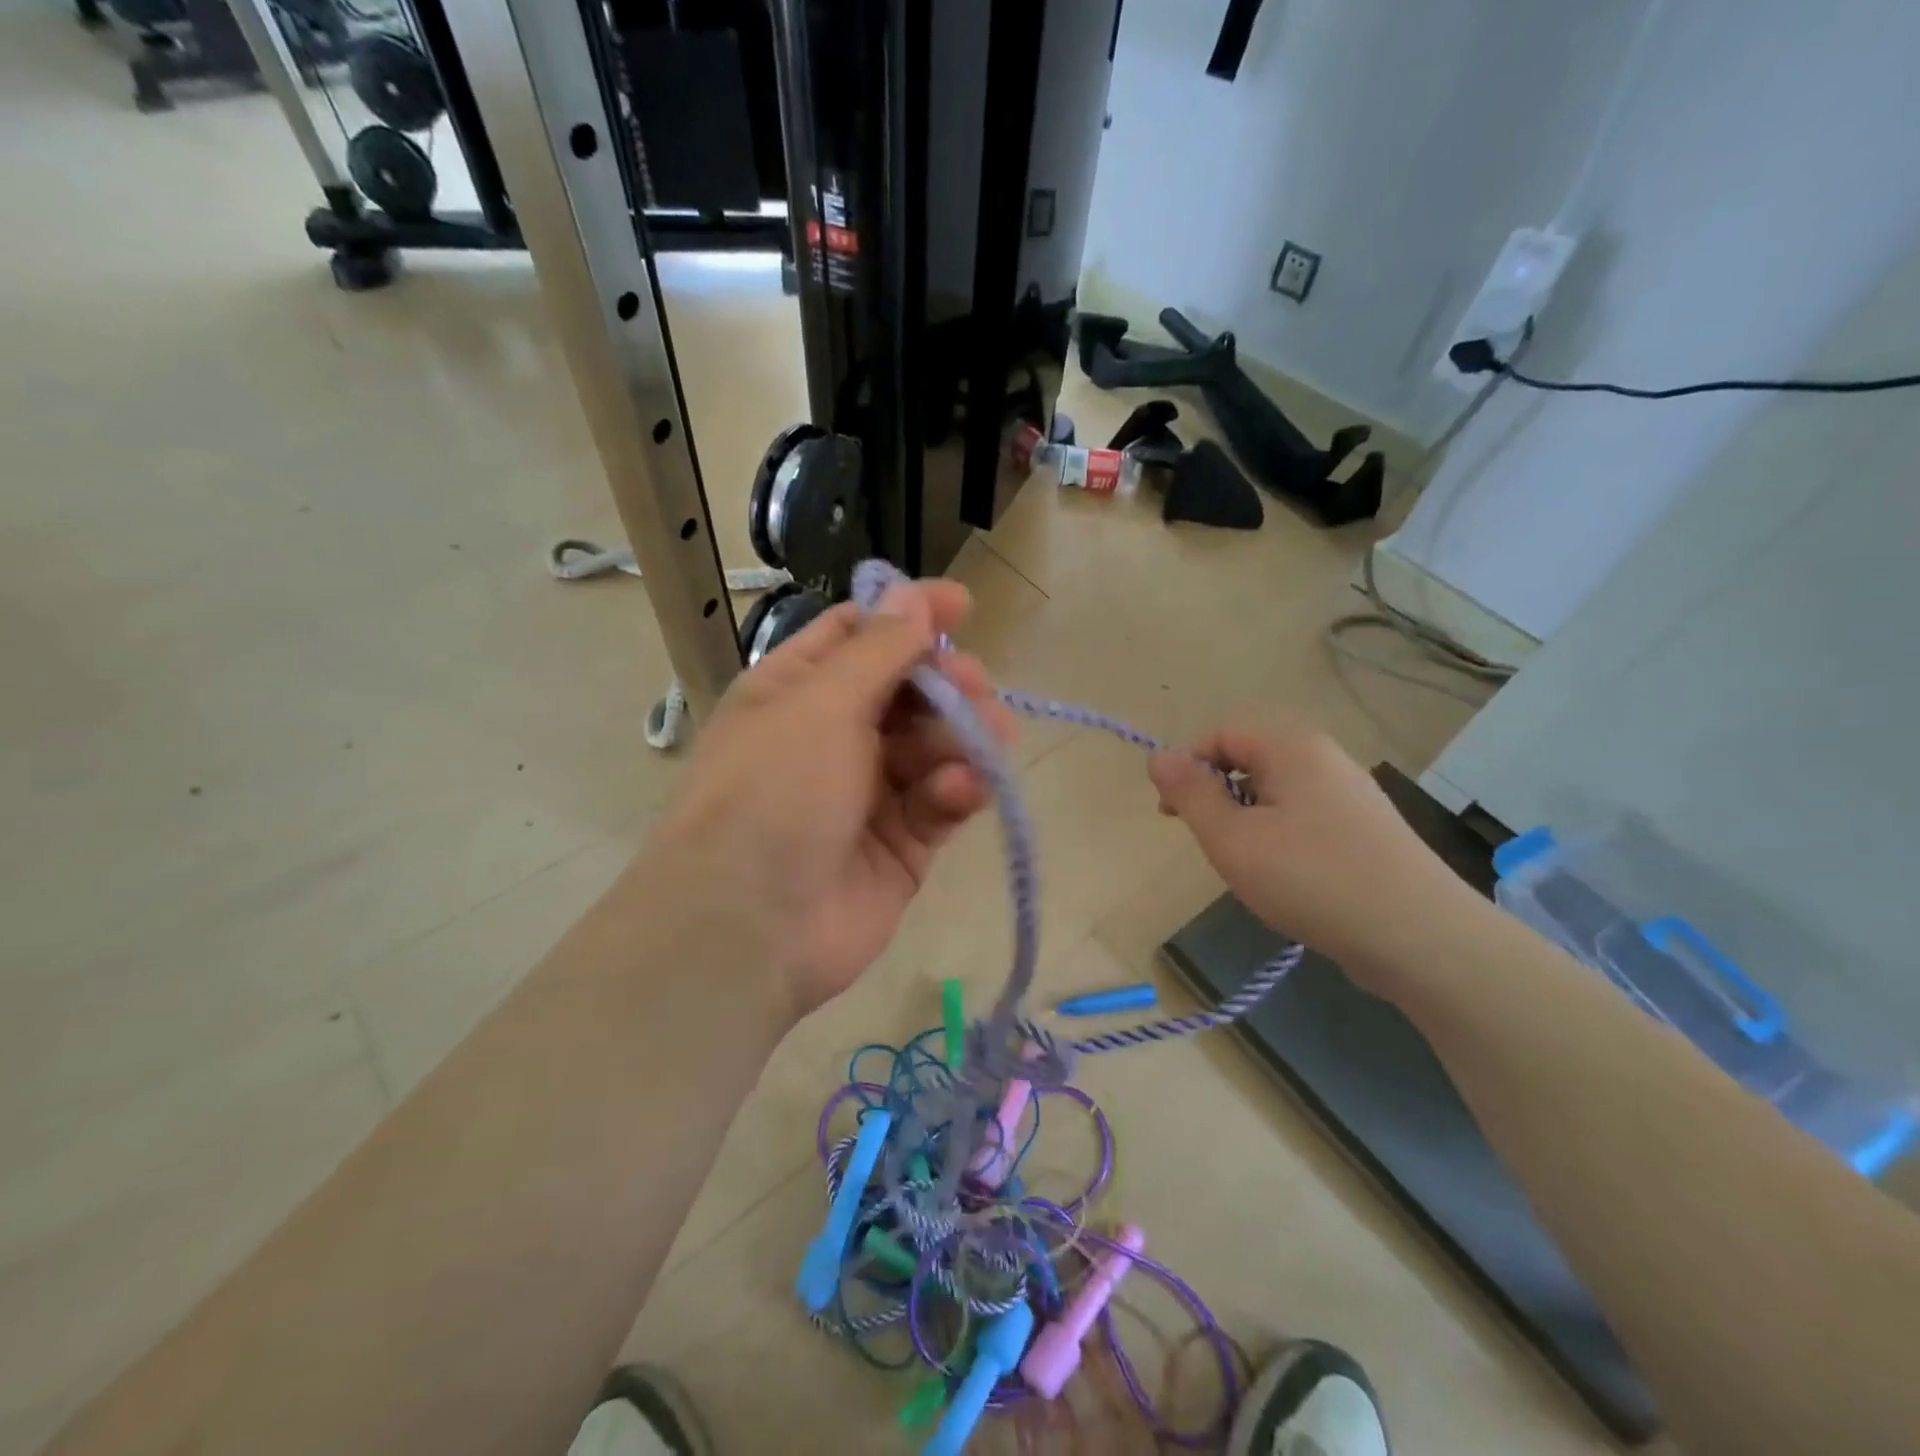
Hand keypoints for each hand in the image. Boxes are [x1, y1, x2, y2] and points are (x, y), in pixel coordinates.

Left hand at [645, 578, 1013, 1019]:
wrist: (747, 930)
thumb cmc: (773, 793)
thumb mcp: (821, 705)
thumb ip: (878, 650)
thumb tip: (911, 592)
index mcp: (797, 690)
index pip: (860, 635)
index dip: (909, 615)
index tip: (964, 606)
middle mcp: (832, 735)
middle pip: (908, 689)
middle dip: (948, 683)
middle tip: (976, 688)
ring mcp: (869, 792)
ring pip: (934, 745)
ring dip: (964, 735)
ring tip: (989, 736)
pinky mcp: (902, 844)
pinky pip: (941, 801)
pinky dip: (956, 791)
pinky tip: (960, 791)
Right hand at [1147, 725, 1474, 983]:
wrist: (1419, 937)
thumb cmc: (1311, 878)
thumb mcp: (1232, 838)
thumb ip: (1191, 794)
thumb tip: (1158, 757)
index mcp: (1292, 748)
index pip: (1221, 736)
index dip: (1188, 768)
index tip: (1172, 815)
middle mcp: (1326, 759)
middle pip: (1250, 761)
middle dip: (1218, 797)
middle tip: (1211, 844)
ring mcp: (1352, 795)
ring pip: (1277, 794)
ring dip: (1248, 822)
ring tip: (1249, 867)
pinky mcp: (1368, 831)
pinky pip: (1305, 819)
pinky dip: (1281, 839)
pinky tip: (1288, 880)